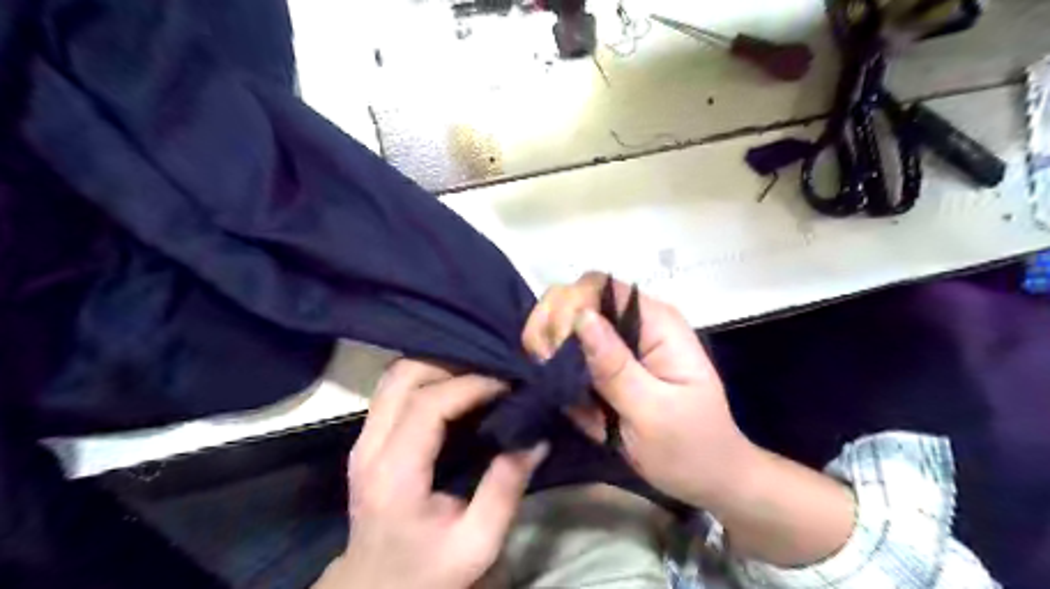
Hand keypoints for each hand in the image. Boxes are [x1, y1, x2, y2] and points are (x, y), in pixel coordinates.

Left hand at [314, 360, 550, 588]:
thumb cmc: (428, 570)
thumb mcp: (477, 543)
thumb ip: (506, 488)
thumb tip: (537, 437)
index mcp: (395, 475)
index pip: (428, 405)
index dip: (470, 385)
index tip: (508, 384)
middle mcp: (369, 446)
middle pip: (404, 375)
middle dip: (452, 362)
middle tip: (494, 371)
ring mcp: (363, 438)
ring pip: (396, 375)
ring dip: (438, 364)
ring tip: (479, 372)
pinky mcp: (368, 436)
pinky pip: (396, 387)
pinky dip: (427, 375)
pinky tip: (458, 384)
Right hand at [521, 272, 750, 506]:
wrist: (706, 476)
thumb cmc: (690, 447)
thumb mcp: (653, 412)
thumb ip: (616, 366)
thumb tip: (581, 317)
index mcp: (656, 322)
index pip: (598, 285)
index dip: (569, 308)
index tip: (558, 351)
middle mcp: (633, 321)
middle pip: (573, 296)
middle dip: (551, 327)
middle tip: (549, 368)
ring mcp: (619, 341)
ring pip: (563, 320)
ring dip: (548, 349)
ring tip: (558, 385)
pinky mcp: (606, 362)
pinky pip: (566, 351)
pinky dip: (554, 369)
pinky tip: (565, 393)